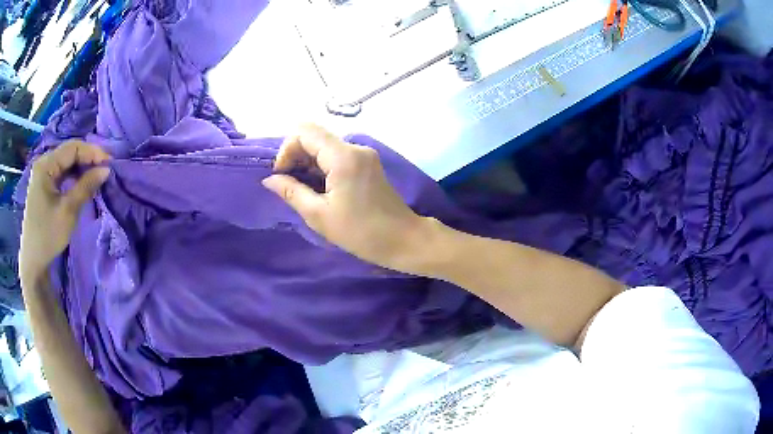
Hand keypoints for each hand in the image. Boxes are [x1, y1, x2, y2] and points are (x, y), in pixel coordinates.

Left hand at [20, 141, 109, 280]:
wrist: (33, 261)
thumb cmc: (48, 236)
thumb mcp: (68, 211)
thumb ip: (86, 187)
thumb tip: (106, 169)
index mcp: (46, 165)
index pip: (73, 148)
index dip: (92, 152)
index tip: (110, 163)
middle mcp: (43, 162)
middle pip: (69, 152)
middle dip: (87, 158)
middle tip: (105, 169)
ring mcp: (42, 173)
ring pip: (66, 162)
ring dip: (81, 167)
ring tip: (95, 175)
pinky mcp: (43, 184)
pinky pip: (61, 172)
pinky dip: (73, 175)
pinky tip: (81, 182)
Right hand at [263, 124, 429, 271]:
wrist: (403, 240)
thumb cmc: (361, 232)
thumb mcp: (319, 215)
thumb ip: (291, 192)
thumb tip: (269, 179)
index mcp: (343, 156)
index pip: (304, 131)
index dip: (286, 149)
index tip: (282, 175)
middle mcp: (355, 147)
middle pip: (314, 136)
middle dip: (295, 156)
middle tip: (289, 185)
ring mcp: (364, 154)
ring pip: (325, 145)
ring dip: (308, 162)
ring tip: (302, 190)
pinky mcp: (368, 163)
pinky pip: (337, 155)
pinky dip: (322, 166)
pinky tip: (319, 188)